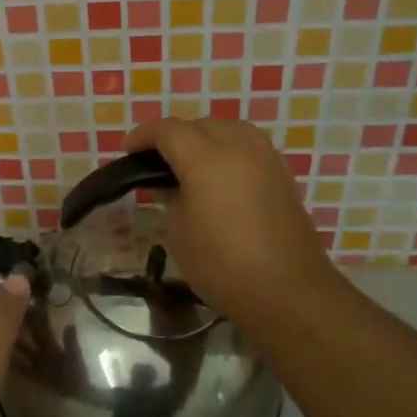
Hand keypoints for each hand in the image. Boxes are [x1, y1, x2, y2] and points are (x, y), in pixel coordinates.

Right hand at [123, 116, 337, 334]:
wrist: (287, 291)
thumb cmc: (222, 265)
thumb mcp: (179, 233)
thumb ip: (170, 199)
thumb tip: (169, 185)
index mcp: (206, 159)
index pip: (169, 130)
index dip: (144, 135)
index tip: (129, 151)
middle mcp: (239, 147)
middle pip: (201, 124)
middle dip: (175, 136)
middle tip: (158, 161)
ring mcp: (266, 159)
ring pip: (231, 129)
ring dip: (206, 137)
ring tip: (192, 163)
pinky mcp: (283, 175)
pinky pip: (251, 146)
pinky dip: (231, 150)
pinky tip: (222, 176)